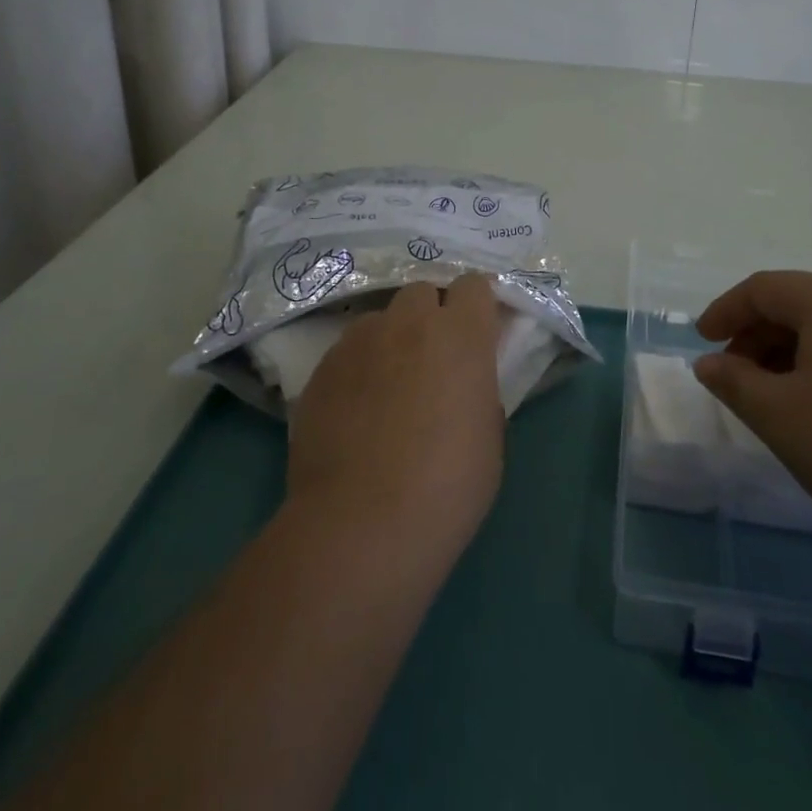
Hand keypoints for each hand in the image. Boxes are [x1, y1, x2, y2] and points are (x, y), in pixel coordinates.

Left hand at [288, 275, 505, 566]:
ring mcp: (359, 342)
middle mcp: (409, 323)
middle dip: (430, 315)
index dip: (476, 305)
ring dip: (391, 339)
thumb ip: (480, 387)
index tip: (478, 331)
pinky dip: (357, 368)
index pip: (474, 285)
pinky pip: (347, 352)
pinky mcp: (321, 368)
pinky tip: (355, 410)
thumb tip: (467, 379)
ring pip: (380, 320)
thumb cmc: (446, 486)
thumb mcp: (489, 434)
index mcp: (460, 335)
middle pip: (422, 292)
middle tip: (433, 358)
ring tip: (387, 384)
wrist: (362, 526)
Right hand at [693, 270, 811, 556]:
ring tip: (782, 397)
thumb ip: (733, 381)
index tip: (703, 340)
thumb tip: (709, 363)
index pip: (763, 289)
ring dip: (796, 353)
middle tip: (738, 375)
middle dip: (759, 335)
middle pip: (801, 304)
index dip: (725, 311)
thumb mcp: (777, 416)